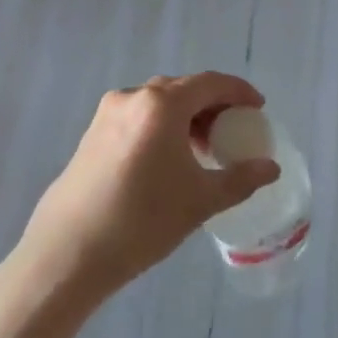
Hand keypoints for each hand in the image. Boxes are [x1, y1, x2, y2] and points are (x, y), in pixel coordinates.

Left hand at [18, 73, 279, 301]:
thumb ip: (240, 179)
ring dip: (185, 116)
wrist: (67, 254)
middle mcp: (133, 97)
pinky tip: (167, 159)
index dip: (239, 92)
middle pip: (183, 88)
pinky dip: (161, 126)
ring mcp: (107, 114)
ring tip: (202, 147)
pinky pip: (138, 117)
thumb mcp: (200, 201)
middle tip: (233, 130)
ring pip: (158, 102)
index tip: (258, 109)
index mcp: (162, 105)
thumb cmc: (141, 222)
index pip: (210, 83)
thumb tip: (271, 168)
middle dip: (212, 104)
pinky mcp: (91, 134)